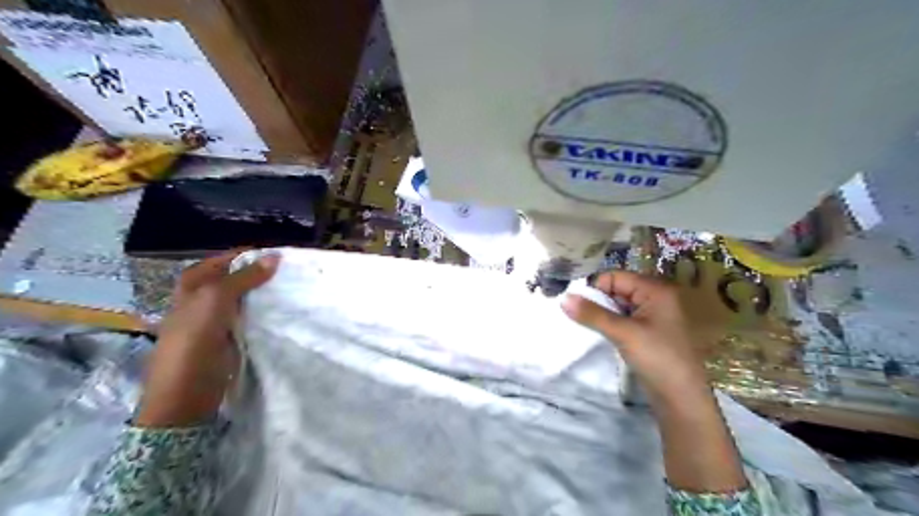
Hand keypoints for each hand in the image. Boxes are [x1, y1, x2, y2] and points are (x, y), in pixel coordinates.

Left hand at [136, 249, 279, 426]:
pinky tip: (283, 310)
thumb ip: (244, 277)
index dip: (251, 256)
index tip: (281, 256)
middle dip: (261, 274)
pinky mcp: (230, 337)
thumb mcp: (215, 300)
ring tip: (292, 287)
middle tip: (291, 272)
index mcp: (194, 284)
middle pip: (237, 278)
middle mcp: (205, 298)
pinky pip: (251, 317)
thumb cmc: (194, 340)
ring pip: (246, 298)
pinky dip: (265, 312)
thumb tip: (275, 257)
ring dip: (265, 293)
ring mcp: (218, 319)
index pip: (227, 259)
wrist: (186, 392)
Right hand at [557, 270, 704, 401]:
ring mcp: (651, 315)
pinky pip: (622, 319)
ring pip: (617, 305)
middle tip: (576, 314)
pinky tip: (598, 333)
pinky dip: (608, 323)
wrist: (681, 399)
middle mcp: (655, 297)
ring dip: (600, 313)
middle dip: (596, 300)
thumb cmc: (657, 358)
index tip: (575, 303)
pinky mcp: (646, 332)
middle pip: (616, 289)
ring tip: (584, 324)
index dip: (594, 287)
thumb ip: (592, 314)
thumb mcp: (623, 333)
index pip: (615, 276)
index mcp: (655, 290)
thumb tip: (563, 298)